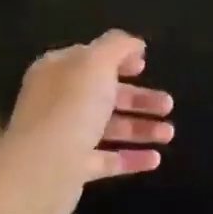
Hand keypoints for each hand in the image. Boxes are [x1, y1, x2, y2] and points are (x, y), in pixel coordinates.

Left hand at [0, 30, 174, 213]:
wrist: (43, 169)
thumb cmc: (71, 107)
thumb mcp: (96, 62)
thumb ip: (118, 46)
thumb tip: (134, 44)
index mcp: (58, 71)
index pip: (89, 58)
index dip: (118, 58)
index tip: (144, 65)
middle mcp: (57, 101)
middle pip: (103, 95)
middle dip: (138, 98)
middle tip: (168, 104)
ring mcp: (63, 136)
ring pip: (107, 128)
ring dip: (140, 128)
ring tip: (169, 134)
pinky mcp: (71, 168)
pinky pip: (106, 160)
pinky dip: (131, 158)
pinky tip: (155, 159)